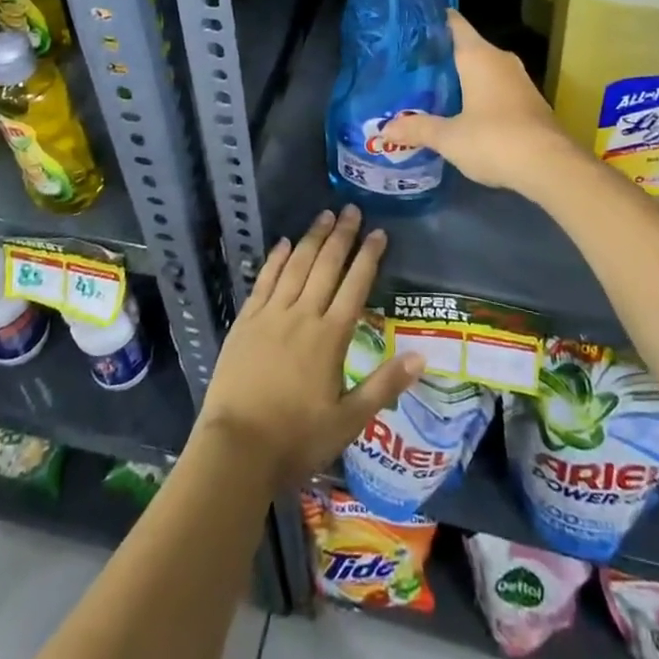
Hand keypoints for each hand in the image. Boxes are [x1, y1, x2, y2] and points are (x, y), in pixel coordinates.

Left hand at [196, 207, 422, 488]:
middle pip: (326, 266)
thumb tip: (421, 356)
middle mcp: (303, 315)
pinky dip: (275, 259)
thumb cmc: (297, 439)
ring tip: (324, 215)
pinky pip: (264, 280)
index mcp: (331, 338)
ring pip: (296, 265)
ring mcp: (272, 314)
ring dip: (312, 238)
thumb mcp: (349, 421)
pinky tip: (283, 243)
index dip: (368, 257)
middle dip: (342, 236)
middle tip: (352, 210)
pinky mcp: (247, 321)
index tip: (379, 232)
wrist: (237, 449)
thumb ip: (384, 385)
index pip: (355, 286)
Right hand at [383, 10, 581, 196]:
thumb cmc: (494, 139)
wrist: (551, 166)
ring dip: (460, 77)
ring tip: (429, 88)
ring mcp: (518, 79)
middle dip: (440, 56)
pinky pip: (495, 86)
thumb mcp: (449, 138)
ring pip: (481, 68)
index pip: (452, 22)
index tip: (408, 28)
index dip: (430, 22)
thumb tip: (385, 128)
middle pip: (465, 46)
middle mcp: (499, 59)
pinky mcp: (528, 100)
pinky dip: (477, 93)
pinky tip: (460, 110)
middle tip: (409, 66)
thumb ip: (417, 129)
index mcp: (478, 55)